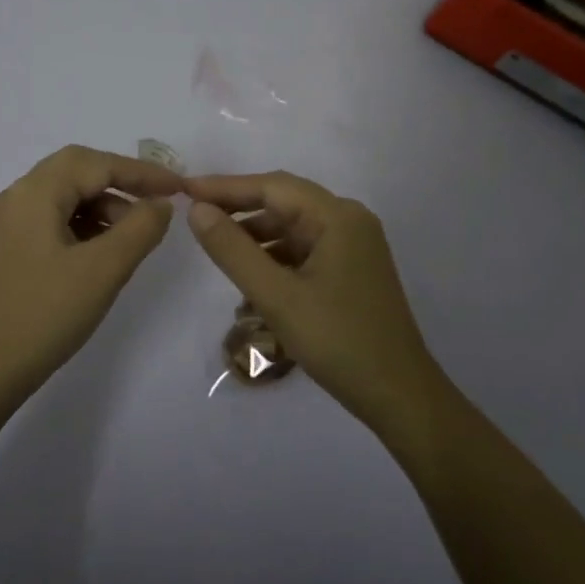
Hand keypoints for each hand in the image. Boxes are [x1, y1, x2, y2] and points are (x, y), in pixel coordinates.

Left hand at [0, 146, 181, 397]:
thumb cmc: (45, 314)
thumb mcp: (103, 270)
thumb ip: (140, 228)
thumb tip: (161, 203)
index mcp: (33, 193)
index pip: (95, 164)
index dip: (141, 171)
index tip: (179, 187)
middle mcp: (15, 197)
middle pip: (76, 171)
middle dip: (121, 183)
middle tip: (158, 203)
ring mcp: (7, 224)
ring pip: (64, 196)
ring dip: (102, 206)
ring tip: (135, 235)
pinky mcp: (7, 249)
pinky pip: (52, 219)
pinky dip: (84, 225)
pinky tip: (104, 251)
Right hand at [185, 172, 440, 431]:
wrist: (400, 396)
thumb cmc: (338, 342)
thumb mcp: (276, 296)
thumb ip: (233, 250)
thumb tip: (197, 210)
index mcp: (337, 217)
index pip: (272, 186)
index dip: (226, 187)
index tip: (185, 190)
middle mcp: (349, 221)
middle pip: (284, 202)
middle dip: (239, 209)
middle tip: (195, 217)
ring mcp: (353, 246)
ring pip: (292, 228)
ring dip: (256, 236)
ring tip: (217, 250)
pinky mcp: (351, 270)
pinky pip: (304, 250)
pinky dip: (275, 258)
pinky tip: (251, 278)